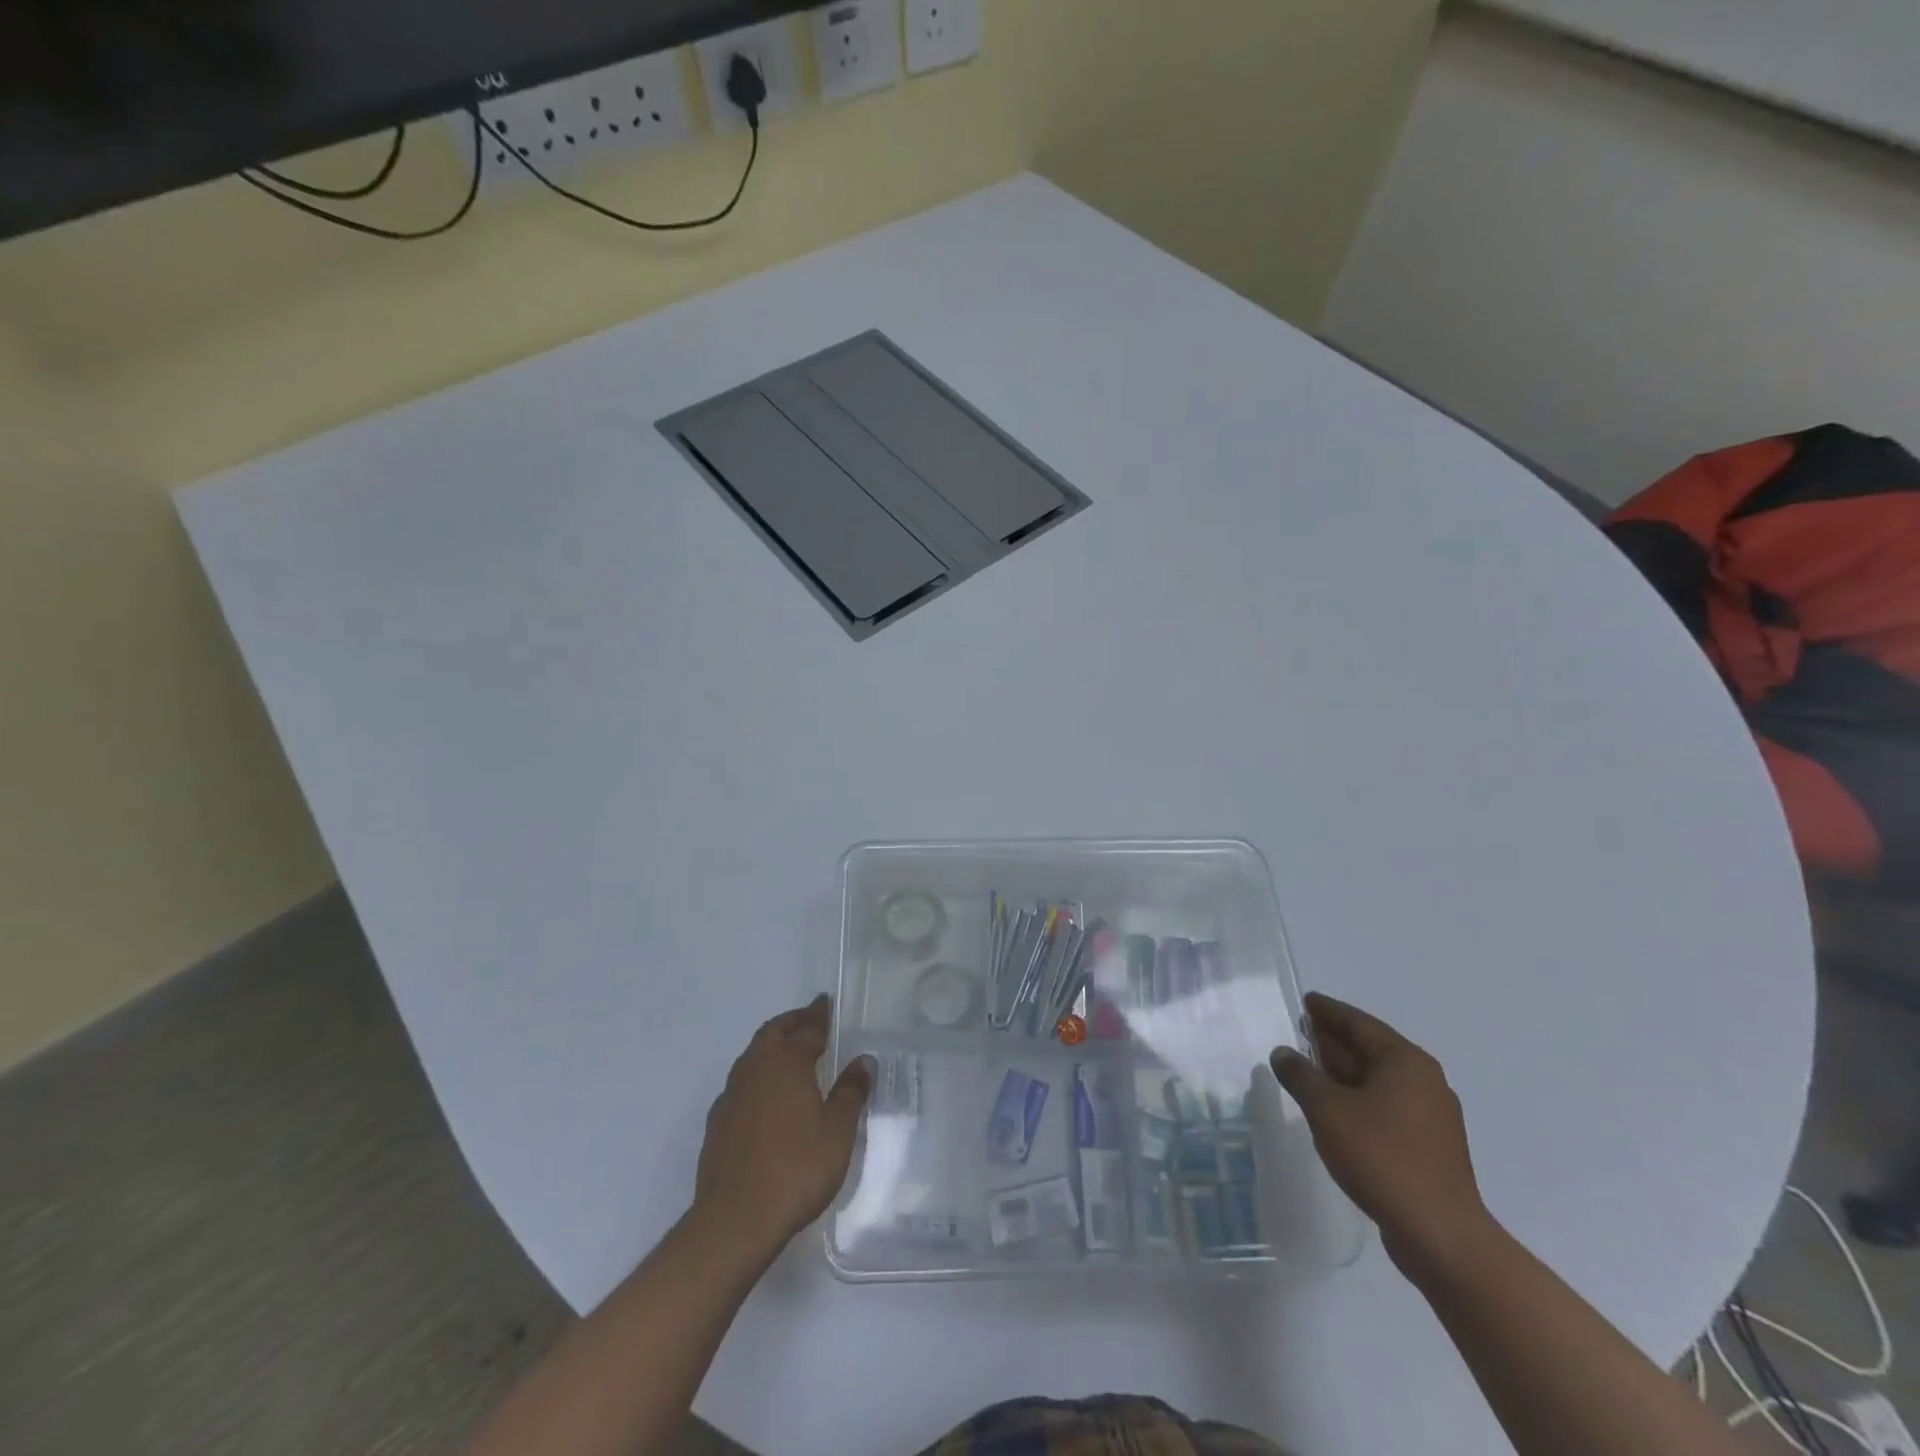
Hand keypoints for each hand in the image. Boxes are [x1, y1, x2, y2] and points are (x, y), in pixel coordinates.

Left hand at [693, 994, 871, 1261]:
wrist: (735, 1220)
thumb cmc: (796, 1169)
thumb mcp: (838, 1132)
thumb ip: (850, 1092)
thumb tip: (862, 1061)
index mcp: (788, 1062)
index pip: (808, 1028)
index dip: (820, 1015)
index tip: (827, 1004)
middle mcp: (756, 1068)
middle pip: (774, 1031)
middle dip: (793, 1021)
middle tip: (810, 1019)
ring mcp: (732, 1094)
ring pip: (753, 1054)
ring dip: (772, 1045)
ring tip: (790, 1053)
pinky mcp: (718, 1121)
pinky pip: (741, 1082)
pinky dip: (757, 1074)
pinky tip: (766, 1095)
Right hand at [1272, 992, 1488, 1276]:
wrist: (1439, 1234)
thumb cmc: (1382, 1157)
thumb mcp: (1327, 1109)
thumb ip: (1300, 1075)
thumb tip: (1283, 1053)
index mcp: (1405, 1061)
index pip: (1359, 1023)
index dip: (1329, 1011)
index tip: (1305, 1001)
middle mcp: (1424, 1081)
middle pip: (1370, 1050)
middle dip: (1334, 1042)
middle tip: (1300, 1032)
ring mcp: (1430, 1117)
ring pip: (1377, 1081)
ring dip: (1342, 1073)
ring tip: (1308, 1069)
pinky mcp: (1428, 1147)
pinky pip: (1384, 1107)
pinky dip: (1356, 1099)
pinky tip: (1332, 1111)